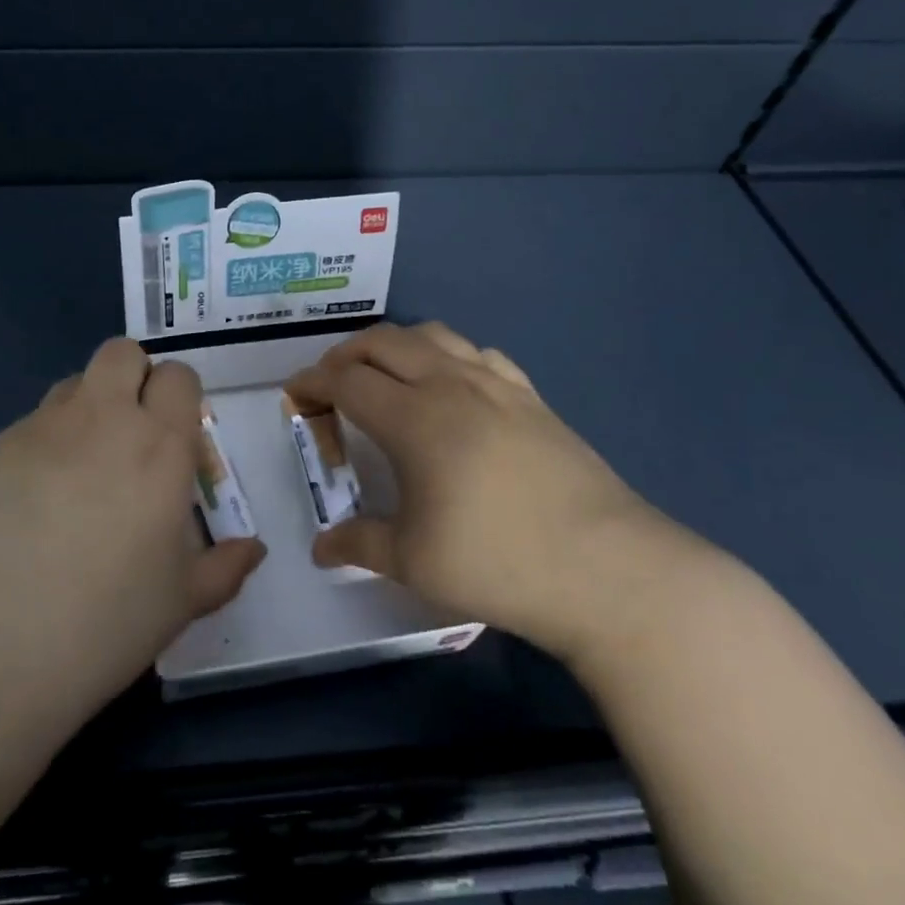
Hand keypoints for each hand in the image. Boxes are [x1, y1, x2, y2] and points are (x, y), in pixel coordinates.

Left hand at [0, 338, 266, 715]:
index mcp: (159, 445)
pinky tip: (31, 504)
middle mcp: (102, 419)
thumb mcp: (181, 602)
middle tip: (134, 435)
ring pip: (73, 383)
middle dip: (135, 377)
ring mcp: (40, 428)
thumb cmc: (104, 623)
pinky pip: (30, 425)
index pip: (178, 376)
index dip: (181, 398)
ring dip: (88, 408)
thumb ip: (225, 566)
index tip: (178, 440)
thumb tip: (253, 549)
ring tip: (82, 470)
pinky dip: (44, 445)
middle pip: (122, 353)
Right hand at [287, 321, 696, 661]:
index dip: (313, 383)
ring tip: (384, 374)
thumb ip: (359, 545)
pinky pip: (477, 353)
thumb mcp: (414, 562)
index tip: (295, 396)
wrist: (609, 570)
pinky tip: (450, 386)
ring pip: (432, 335)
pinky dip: (445, 355)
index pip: (347, 381)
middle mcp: (451, 385)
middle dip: (346, 354)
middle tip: (330, 384)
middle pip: (384, 343)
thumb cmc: (499, 564)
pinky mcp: (532, 397)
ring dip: (395, 345)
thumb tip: (321, 548)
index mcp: (415, 418)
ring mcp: (497, 385)